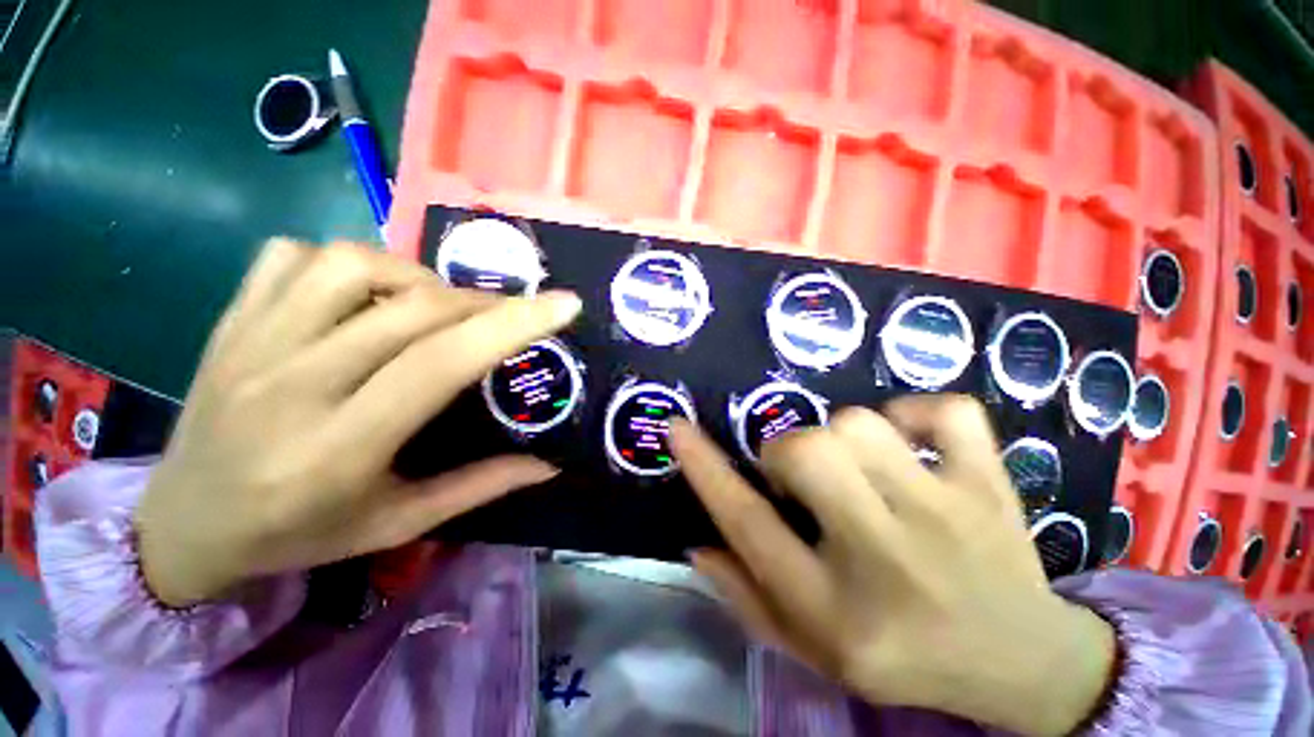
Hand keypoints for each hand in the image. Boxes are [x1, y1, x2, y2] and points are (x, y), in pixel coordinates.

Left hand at [134, 240, 581, 606]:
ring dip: (416, 276)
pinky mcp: (229, 322)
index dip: (513, 325)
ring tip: (434, 305)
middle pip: (412, 309)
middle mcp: (293, 383)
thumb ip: (479, 487)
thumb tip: (550, 464)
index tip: (564, 305)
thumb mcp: (398, 524)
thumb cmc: (297, 535)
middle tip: (505, 316)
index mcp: (341, 446)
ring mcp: (252, 343)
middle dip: (481, 303)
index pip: (443, 362)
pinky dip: (346, 261)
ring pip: (352, 264)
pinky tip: (364, 294)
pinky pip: (292, 256)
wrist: (182, 527)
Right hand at [671, 396, 1115, 735]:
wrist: (1025, 664)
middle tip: (799, 473)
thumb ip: (746, 596)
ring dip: (841, 435)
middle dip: (785, 450)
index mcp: (835, 608)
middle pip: (806, 453)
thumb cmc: (904, 657)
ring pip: (860, 423)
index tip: (676, 426)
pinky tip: (912, 443)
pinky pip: (945, 412)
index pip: (747, 524)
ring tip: (857, 468)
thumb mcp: (813, 648)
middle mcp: (886, 556)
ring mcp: (948, 513)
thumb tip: (697, 542)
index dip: (703, 467)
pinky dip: (916, 413)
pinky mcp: (992, 484)